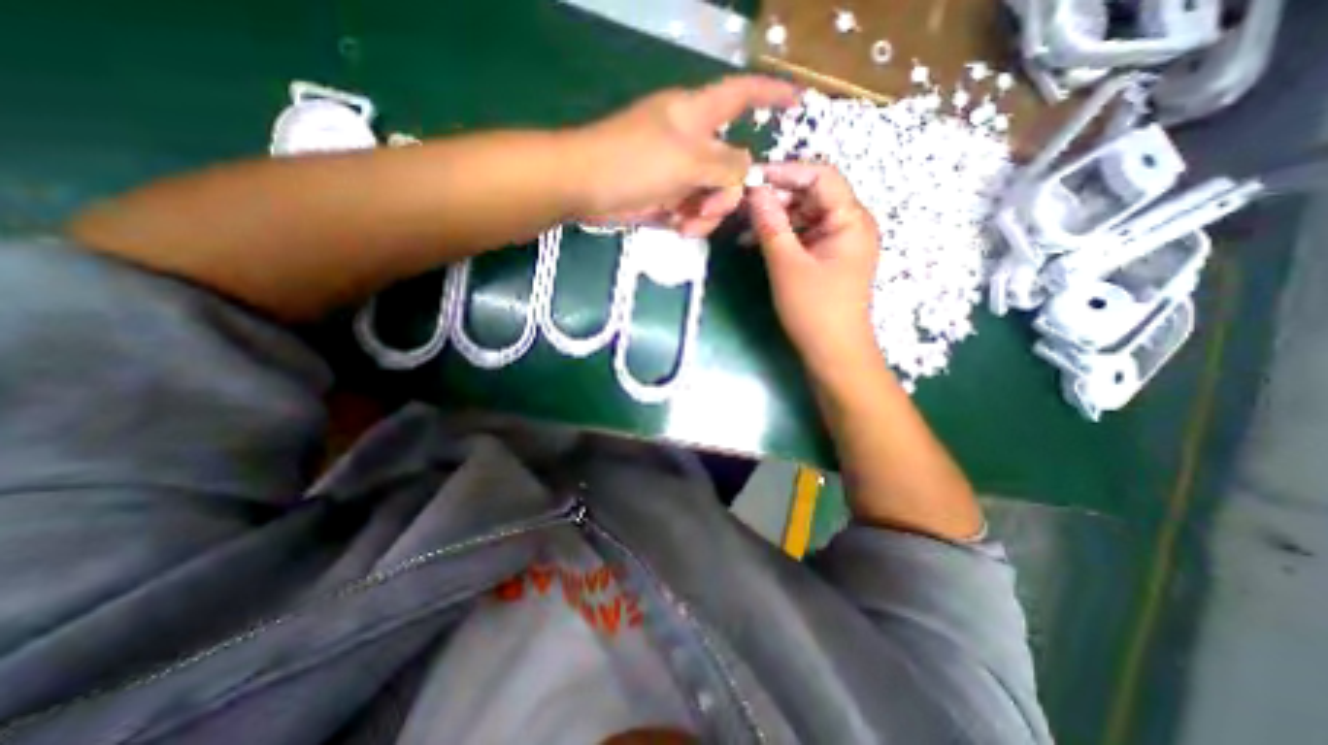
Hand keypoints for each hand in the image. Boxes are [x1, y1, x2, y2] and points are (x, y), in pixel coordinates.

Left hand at [570, 73, 796, 234]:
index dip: (771, 95)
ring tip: (687, 225)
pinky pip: (692, 208)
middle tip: (710, 209)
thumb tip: (745, 172)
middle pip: (731, 165)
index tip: (798, 103)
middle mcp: (691, 141)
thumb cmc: (634, 162)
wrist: (585, 187)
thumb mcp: (688, 160)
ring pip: (713, 193)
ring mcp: (678, 171)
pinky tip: (678, 227)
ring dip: (706, 213)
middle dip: (726, 193)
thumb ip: (725, 165)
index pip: (741, 94)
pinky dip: (690, 221)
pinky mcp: (665, 195)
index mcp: (697, 115)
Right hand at [747, 162, 878, 381]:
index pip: (820, 177)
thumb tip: (755, 190)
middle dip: (777, 197)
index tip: (751, 178)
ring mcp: (839, 242)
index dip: (785, 172)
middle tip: (742, 204)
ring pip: (805, 216)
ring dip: (775, 218)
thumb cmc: (814, 309)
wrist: (833, 353)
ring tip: (743, 226)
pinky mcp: (828, 258)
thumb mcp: (787, 264)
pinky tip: (755, 242)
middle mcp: (850, 224)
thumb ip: (771, 224)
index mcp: (851, 219)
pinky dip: (781, 236)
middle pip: (812, 195)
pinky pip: (803, 235)